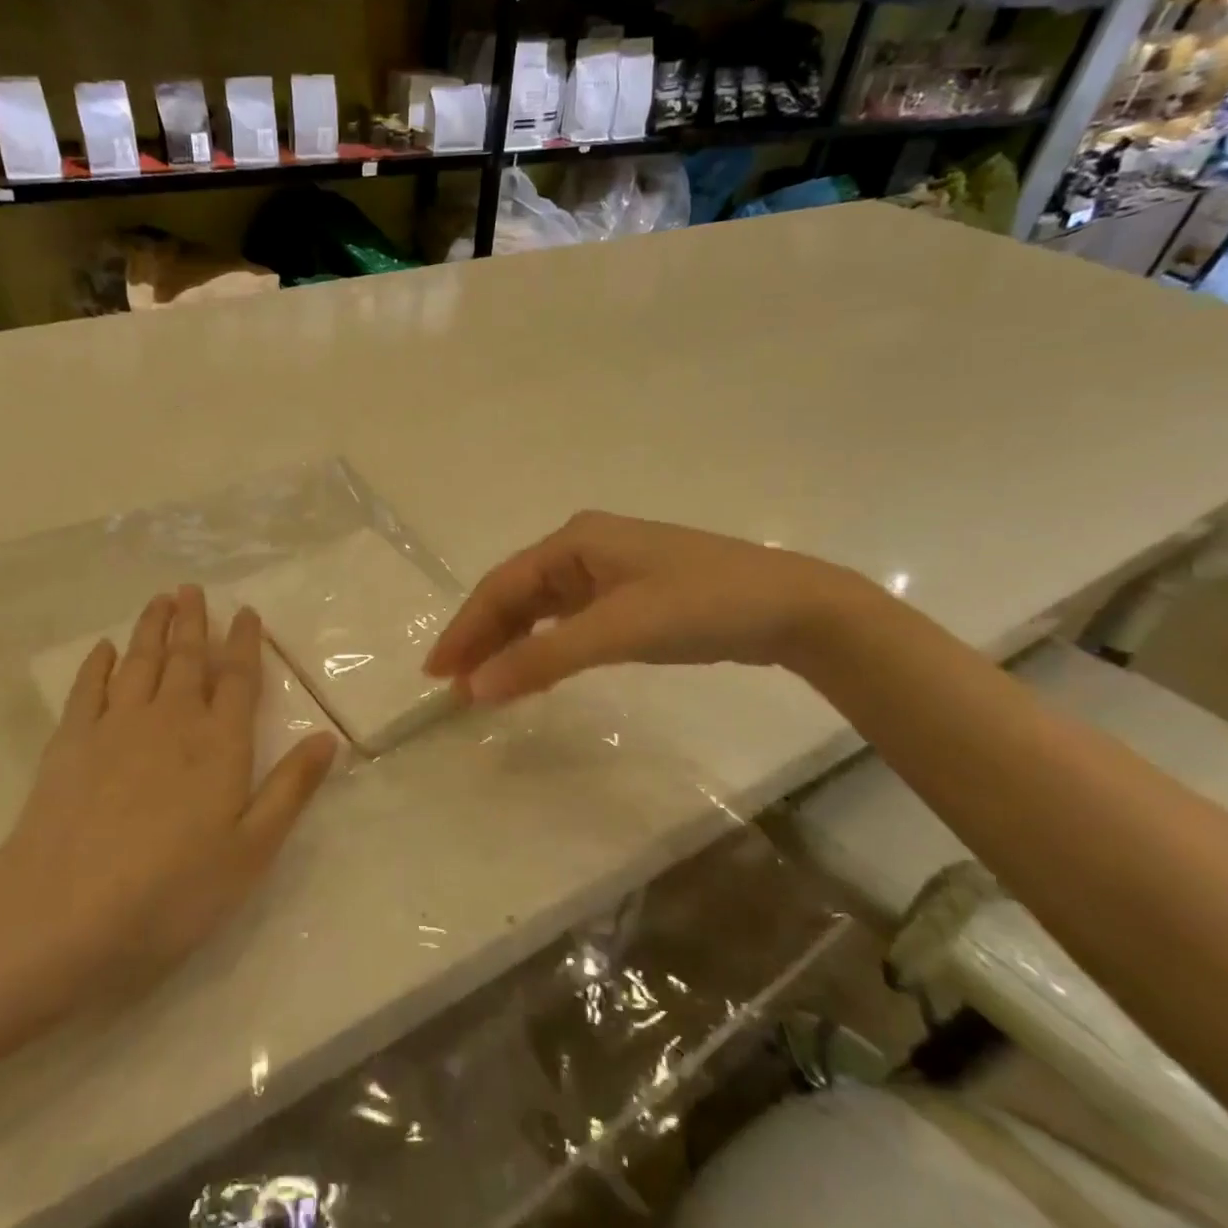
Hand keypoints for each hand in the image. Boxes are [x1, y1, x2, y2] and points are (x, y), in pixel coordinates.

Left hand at [0, 587, 339, 1008]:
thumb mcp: (251, 851)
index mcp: (219, 743)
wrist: (63, 915)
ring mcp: (116, 727)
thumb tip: (329, 737)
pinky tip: (104, 649)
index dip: (245, 642)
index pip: (237, 678)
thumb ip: (291, 789)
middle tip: (193, 589)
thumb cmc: (172, 891)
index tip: (246, 612)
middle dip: (193, 621)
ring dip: (151, 628)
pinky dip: (98, 664)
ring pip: (140, 662)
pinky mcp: (71, 743)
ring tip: (159, 600)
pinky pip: (88, 689)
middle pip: (186, 658)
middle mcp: (171, 720)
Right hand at [425, 511, 865, 703]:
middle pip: (517, 595)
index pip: (502, 585)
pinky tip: (534, 669)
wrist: (791, 607)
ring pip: (542, 609)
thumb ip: (543, 658)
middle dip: (484, 638)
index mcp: (574, 540)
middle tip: (453, 686)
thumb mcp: (617, 631)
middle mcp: (583, 548)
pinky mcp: (629, 595)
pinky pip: (569, 621)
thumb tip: (474, 687)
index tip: (436, 672)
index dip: (465, 628)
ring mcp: (608, 571)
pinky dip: (546, 647)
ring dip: (512, 644)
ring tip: (485, 685)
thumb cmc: (700, 606)